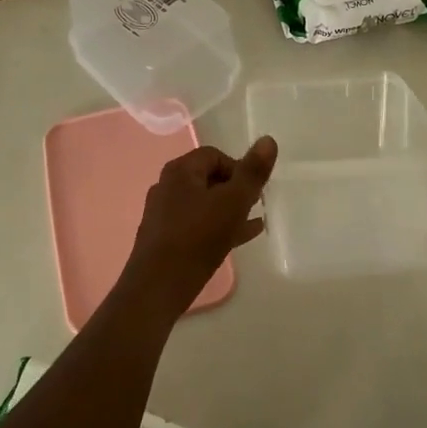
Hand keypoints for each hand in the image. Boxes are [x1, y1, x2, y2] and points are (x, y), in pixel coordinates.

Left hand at [117, 138, 277, 322]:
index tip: (254, 190)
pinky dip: (218, 225)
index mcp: (180, 171)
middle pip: (208, 178)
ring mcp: (164, 214)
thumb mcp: (233, 202)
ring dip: (229, 209)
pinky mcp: (165, 238)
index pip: (215, 155)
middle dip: (235, 189)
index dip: (239, 168)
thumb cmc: (198, 238)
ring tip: (253, 220)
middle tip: (255, 205)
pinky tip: (240, 238)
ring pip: (204, 203)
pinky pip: (197, 224)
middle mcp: (167, 186)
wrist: (158, 287)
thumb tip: (268, 140)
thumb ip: (252, 172)